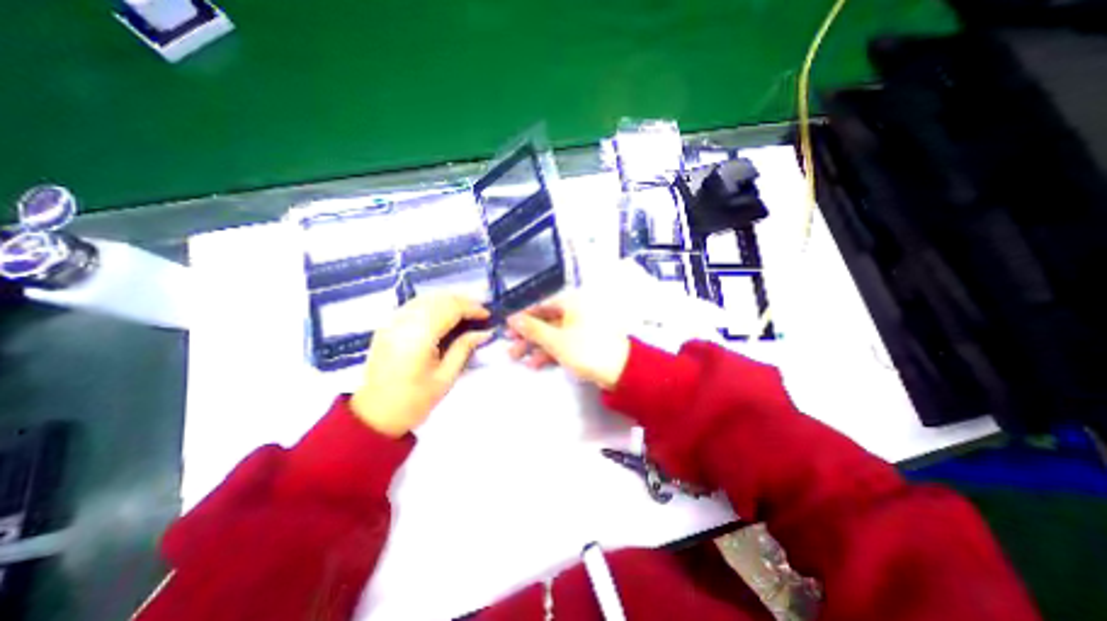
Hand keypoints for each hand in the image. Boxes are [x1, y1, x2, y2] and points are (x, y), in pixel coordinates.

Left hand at [354, 294, 492, 436]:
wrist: (375, 415)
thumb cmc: (415, 401)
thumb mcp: (446, 377)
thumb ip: (464, 348)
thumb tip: (485, 332)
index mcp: (418, 337)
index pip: (450, 309)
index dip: (472, 308)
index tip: (487, 315)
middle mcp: (403, 323)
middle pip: (438, 299)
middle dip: (462, 301)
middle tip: (479, 312)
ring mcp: (391, 322)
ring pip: (425, 298)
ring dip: (448, 300)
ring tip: (465, 311)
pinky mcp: (386, 326)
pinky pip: (413, 305)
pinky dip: (432, 304)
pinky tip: (443, 314)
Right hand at [505, 295, 625, 387]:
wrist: (621, 372)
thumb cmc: (587, 350)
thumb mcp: (556, 340)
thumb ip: (533, 329)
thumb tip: (513, 319)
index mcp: (571, 304)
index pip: (541, 306)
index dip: (522, 317)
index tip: (507, 328)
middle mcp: (575, 312)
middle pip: (545, 321)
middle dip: (526, 335)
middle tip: (510, 346)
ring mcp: (580, 329)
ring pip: (552, 334)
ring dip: (535, 346)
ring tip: (518, 358)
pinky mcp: (584, 343)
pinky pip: (562, 344)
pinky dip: (549, 352)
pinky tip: (536, 363)